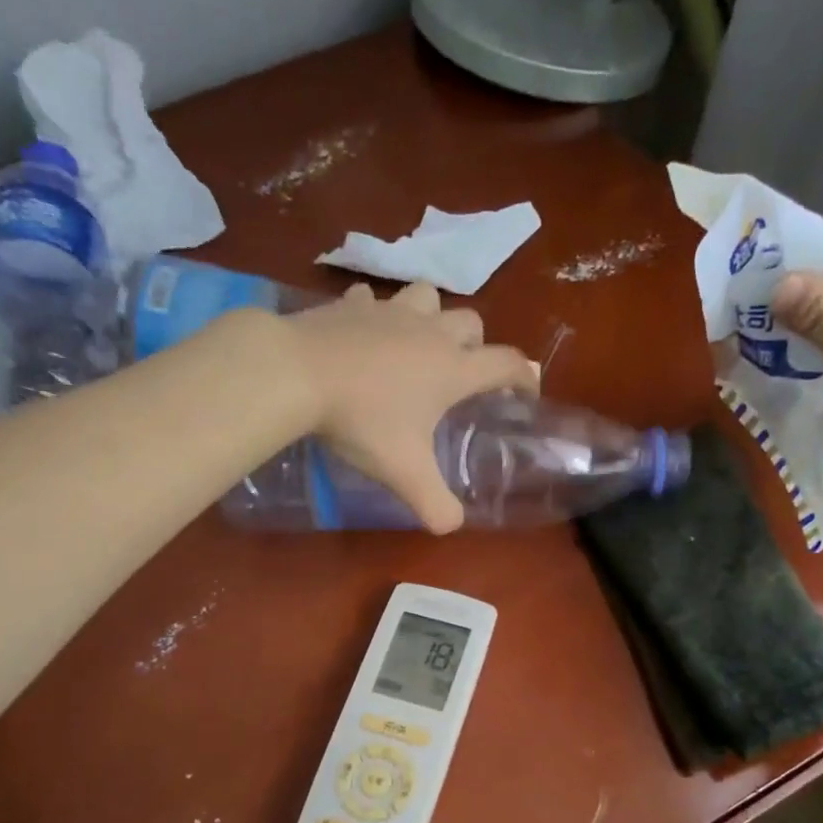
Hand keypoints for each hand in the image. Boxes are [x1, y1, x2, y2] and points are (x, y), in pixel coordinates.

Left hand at [284, 281, 538, 532]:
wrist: (296, 373)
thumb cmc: (363, 421)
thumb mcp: (405, 473)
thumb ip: (435, 504)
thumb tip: (451, 525)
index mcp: (452, 369)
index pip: (507, 364)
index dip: (524, 378)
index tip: (525, 394)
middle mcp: (429, 333)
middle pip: (472, 322)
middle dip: (476, 344)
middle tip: (462, 373)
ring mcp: (389, 312)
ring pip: (428, 297)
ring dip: (432, 316)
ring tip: (419, 343)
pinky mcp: (350, 305)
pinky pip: (372, 299)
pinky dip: (375, 313)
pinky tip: (365, 331)